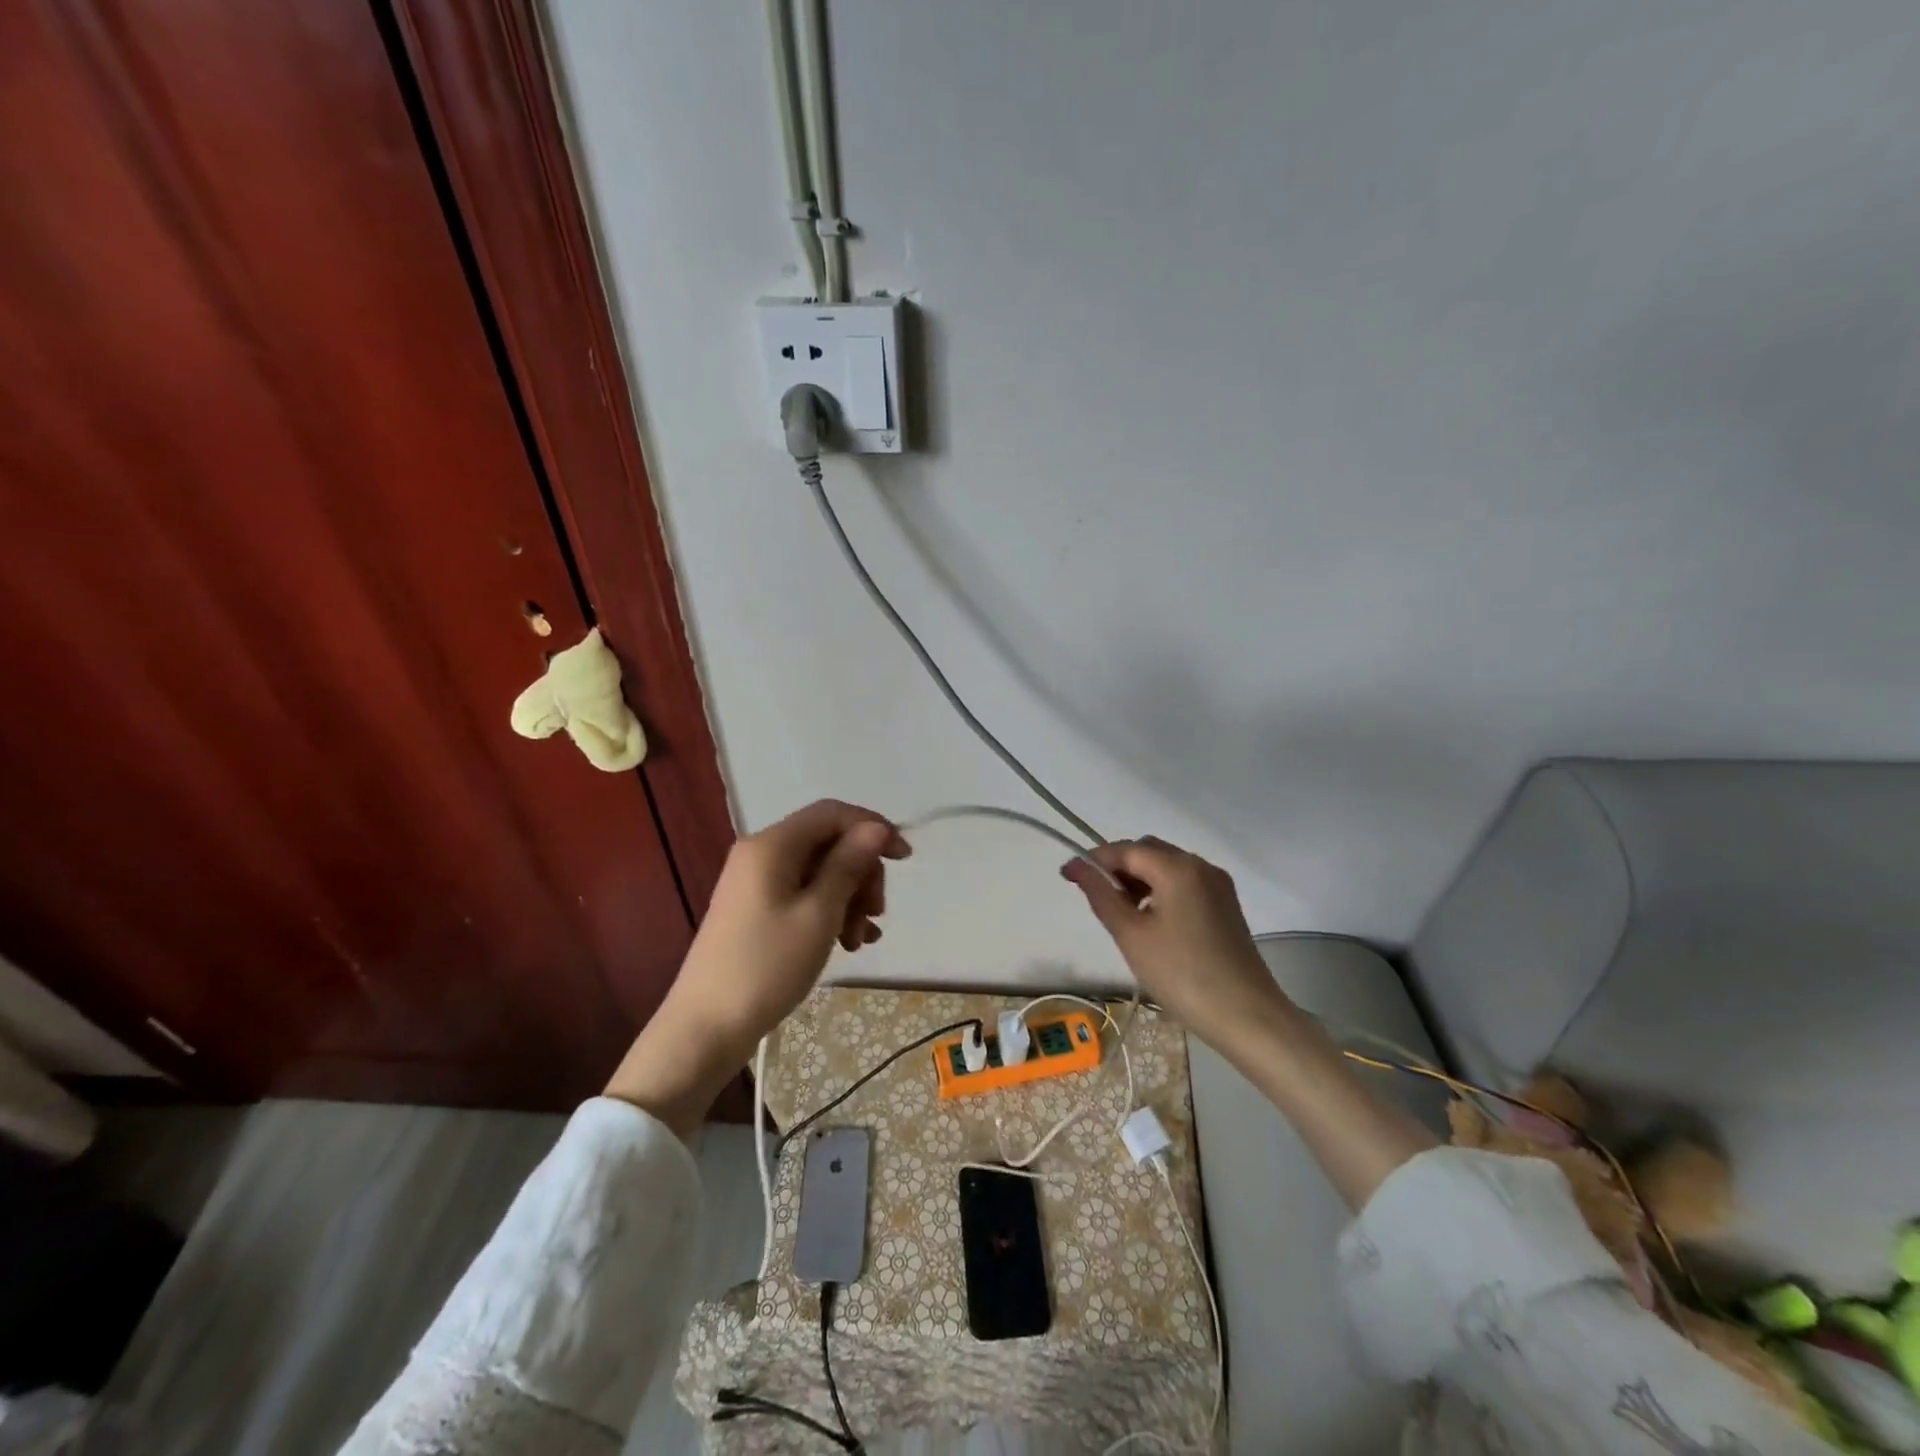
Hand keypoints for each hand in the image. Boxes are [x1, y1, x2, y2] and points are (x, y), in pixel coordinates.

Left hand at [605, 800, 908, 1133]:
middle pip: (828, 843)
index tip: (905, 859)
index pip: (832, 813)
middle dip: (861, 872)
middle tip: (875, 912)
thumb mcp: (819, 914)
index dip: (873, 828)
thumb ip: (848, 864)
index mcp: (772, 845)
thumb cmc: (767, 966)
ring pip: (819, 872)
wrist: (706, 1028)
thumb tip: (875, 828)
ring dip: (849, 898)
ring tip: (858, 939)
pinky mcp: (756, 909)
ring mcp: (756, 883)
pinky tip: (848, 943)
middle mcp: (762, 854)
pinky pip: (803, 895)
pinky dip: (830, 912)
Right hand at [1062, 837, 1287, 1052]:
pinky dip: (1161, 891)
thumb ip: (1101, 894)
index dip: (1094, 860)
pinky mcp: (1226, 905)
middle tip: (1100, 901)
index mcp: (1178, 867)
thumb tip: (1076, 866)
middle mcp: (1201, 865)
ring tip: (1124, 917)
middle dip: (1119, 868)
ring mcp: (1218, 885)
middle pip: (1148, 851)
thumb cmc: (1182, 975)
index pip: (1125, 849)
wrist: (1247, 1017)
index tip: (1068, 877)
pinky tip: (1153, 923)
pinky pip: (1185, 883)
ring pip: (1167, 867)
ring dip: (1140, 880)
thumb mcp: (1131, 935)